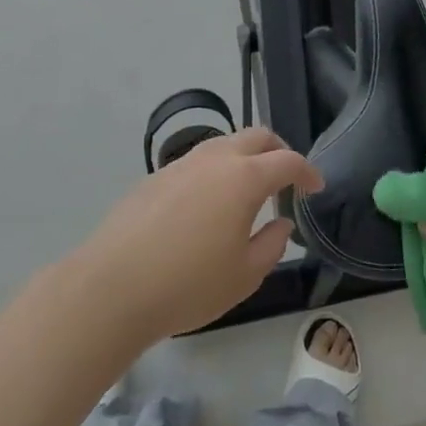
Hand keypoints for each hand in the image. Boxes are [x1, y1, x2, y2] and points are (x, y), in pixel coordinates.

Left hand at [75, 127, 321, 341]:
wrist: (111, 288)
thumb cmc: (188, 285)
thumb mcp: (245, 275)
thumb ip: (272, 245)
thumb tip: (281, 223)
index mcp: (244, 178)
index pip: (287, 160)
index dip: (307, 172)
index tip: (315, 188)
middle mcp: (214, 159)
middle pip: (256, 136)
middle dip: (278, 150)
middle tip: (286, 178)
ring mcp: (180, 165)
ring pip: (223, 144)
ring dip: (244, 157)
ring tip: (247, 189)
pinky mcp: (153, 178)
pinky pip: (195, 163)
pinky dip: (214, 172)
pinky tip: (206, 206)